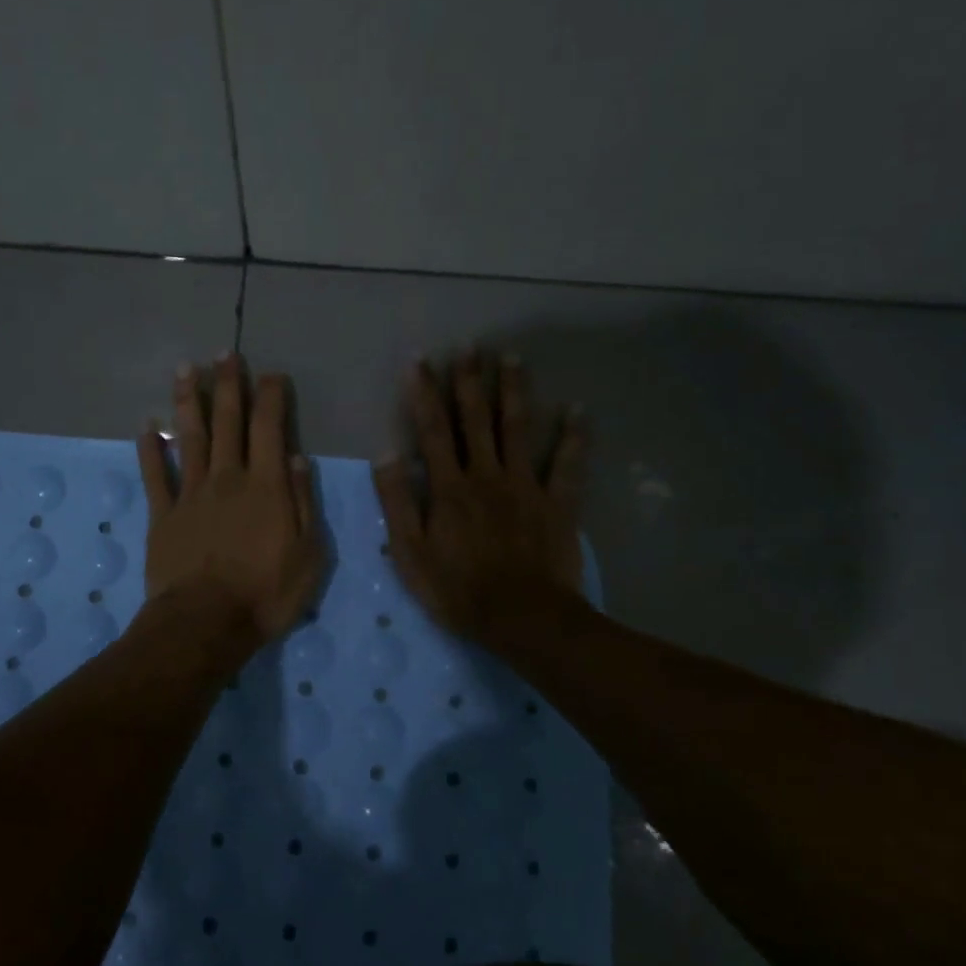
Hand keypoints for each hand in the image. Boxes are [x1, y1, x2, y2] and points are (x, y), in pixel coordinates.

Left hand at [138, 354, 325, 644]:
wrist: (206, 623)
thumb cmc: (266, 594)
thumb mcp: (309, 554)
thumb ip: (302, 502)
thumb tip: (295, 458)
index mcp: (265, 486)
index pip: (269, 428)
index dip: (271, 397)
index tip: (272, 374)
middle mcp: (227, 479)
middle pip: (227, 423)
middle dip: (228, 385)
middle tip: (226, 354)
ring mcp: (191, 494)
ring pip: (188, 437)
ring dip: (188, 401)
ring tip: (185, 368)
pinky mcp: (163, 515)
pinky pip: (155, 475)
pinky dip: (149, 448)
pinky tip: (146, 424)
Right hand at [373, 351, 587, 645]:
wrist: (522, 619)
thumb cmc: (458, 590)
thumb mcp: (410, 554)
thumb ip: (397, 503)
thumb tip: (386, 455)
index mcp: (449, 488)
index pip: (433, 431)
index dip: (425, 394)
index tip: (421, 361)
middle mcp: (486, 475)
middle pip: (476, 420)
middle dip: (470, 381)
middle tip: (470, 346)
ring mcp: (526, 486)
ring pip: (518, 430)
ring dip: (514, 392)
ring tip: (512, 357)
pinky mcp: (558, 503)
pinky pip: (568, 465)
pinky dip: (575, 438)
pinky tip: (579, 410)